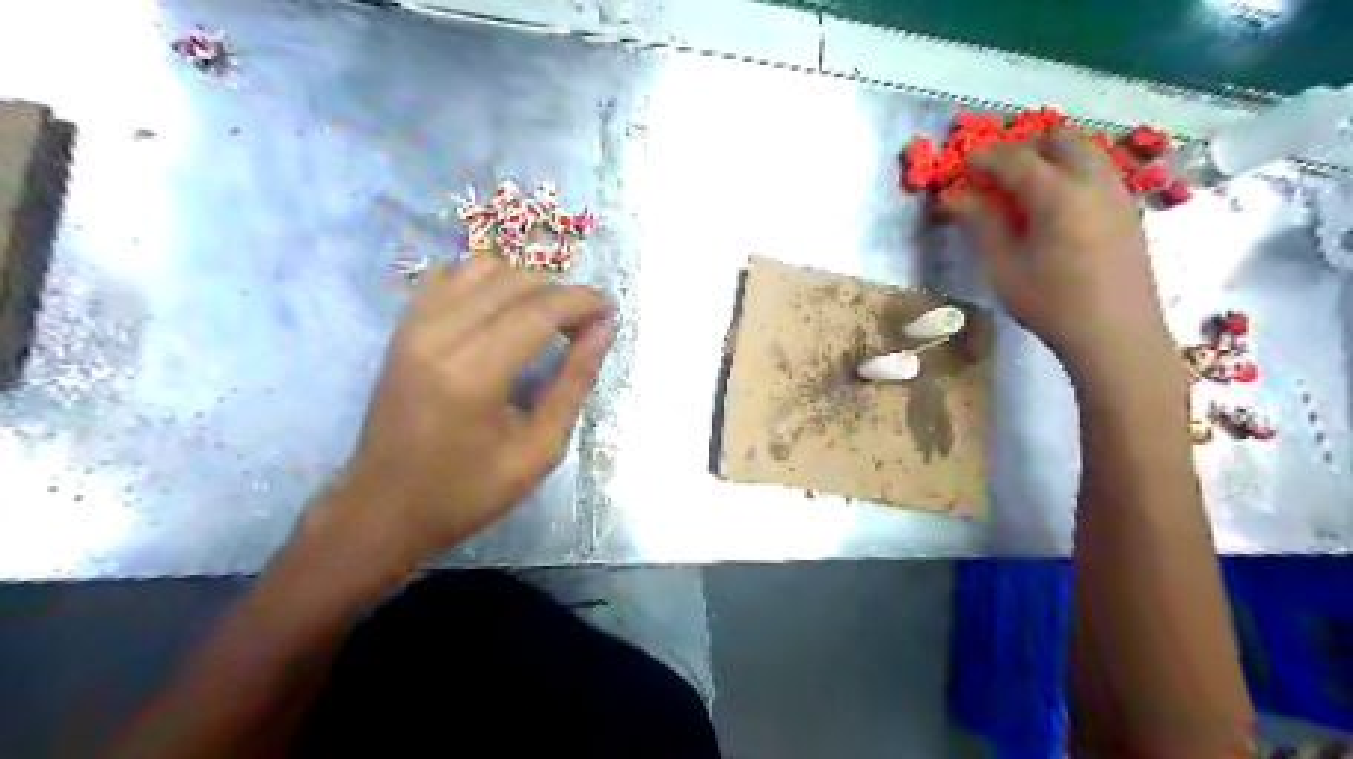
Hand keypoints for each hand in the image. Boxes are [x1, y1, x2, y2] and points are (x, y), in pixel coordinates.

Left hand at [317, 257, 614, 564]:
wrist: (384, 507)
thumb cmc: (468, 490)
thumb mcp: (539, 449)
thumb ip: (575, 382)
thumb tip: (604, 329)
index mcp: (473, 374)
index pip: (539, 309)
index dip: (583, 301)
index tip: (609, 311)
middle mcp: (439, 335)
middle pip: (514, 279)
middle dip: (560, 293)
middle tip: (582, 326)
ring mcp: (414, 325)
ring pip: (482, 266)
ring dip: (525, 283)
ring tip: (545, 318)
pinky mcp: (403, 326)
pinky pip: (451, 275)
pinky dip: (487, 282)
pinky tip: (503, 312)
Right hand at [949, 130, 1173, 380]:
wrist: (1116, 334)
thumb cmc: (1051, 304)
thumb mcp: (1003, 267)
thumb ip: (981, 224)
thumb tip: (956, 197)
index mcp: (1058, 194)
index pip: (1015, 159)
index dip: (985, 157)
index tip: (963, 163)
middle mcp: (1093, 181)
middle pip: (1058, 140)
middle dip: (1023, 147)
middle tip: (995, 170)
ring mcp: (1117, 192)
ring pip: (1084, 151)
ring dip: (1050, 155)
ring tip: (1023, 183)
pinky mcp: (1128, 209)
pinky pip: (1098, 170)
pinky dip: (1071, 170)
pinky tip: (1054, 202)